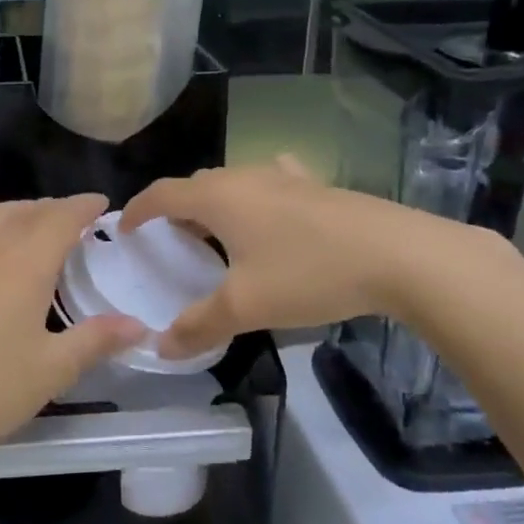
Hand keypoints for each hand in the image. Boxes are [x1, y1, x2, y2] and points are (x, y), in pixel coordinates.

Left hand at [0, 188, 145, 456]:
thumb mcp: (51, 371)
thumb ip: (95, 341)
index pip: (62, 221)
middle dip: (56, 209)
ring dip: (19, 208)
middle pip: (28, 213)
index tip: (101, 204)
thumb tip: (139, 325)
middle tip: (74, 219)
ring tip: (36, 215)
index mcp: (26, 267)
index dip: (84, 207)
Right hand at [120, 156, 476, 358]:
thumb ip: (198, 325)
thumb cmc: (309, 273)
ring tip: (216, 234)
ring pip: (233, 183)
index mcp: (218, 198)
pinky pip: (271, 183)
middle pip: (196, 184)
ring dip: (214, 204)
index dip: (138, 209)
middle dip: (175, 208)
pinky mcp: (316, 186)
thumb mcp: (246, 307)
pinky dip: (255, 197)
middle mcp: (245, 178)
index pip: (162, 193)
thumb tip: (160, 346)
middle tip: (170, 241)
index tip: (124, 229)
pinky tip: (271, 211)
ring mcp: (284, 177)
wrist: (399, 255)